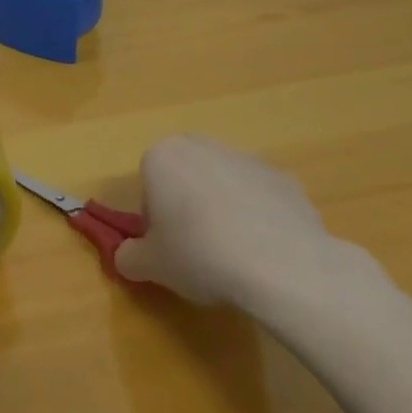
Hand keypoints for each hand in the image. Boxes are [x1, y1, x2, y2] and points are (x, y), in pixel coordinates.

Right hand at [115, 135, 371, 316]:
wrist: (281, 263)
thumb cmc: (199, 255)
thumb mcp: (150, 266)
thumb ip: (129, 257)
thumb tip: (127, 257)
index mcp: (162, 157)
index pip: (148, 186)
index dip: (155, 220)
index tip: (168, 248)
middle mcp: (202, 146)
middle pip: (186, 177)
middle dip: (188, 205)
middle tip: (196, 249)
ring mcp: (246, 158)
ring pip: (224, 185)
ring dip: (224, 210)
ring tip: (235, 256)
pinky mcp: (284, 177)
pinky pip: (261, 198)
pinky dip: (260, 218)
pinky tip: (266, 252)